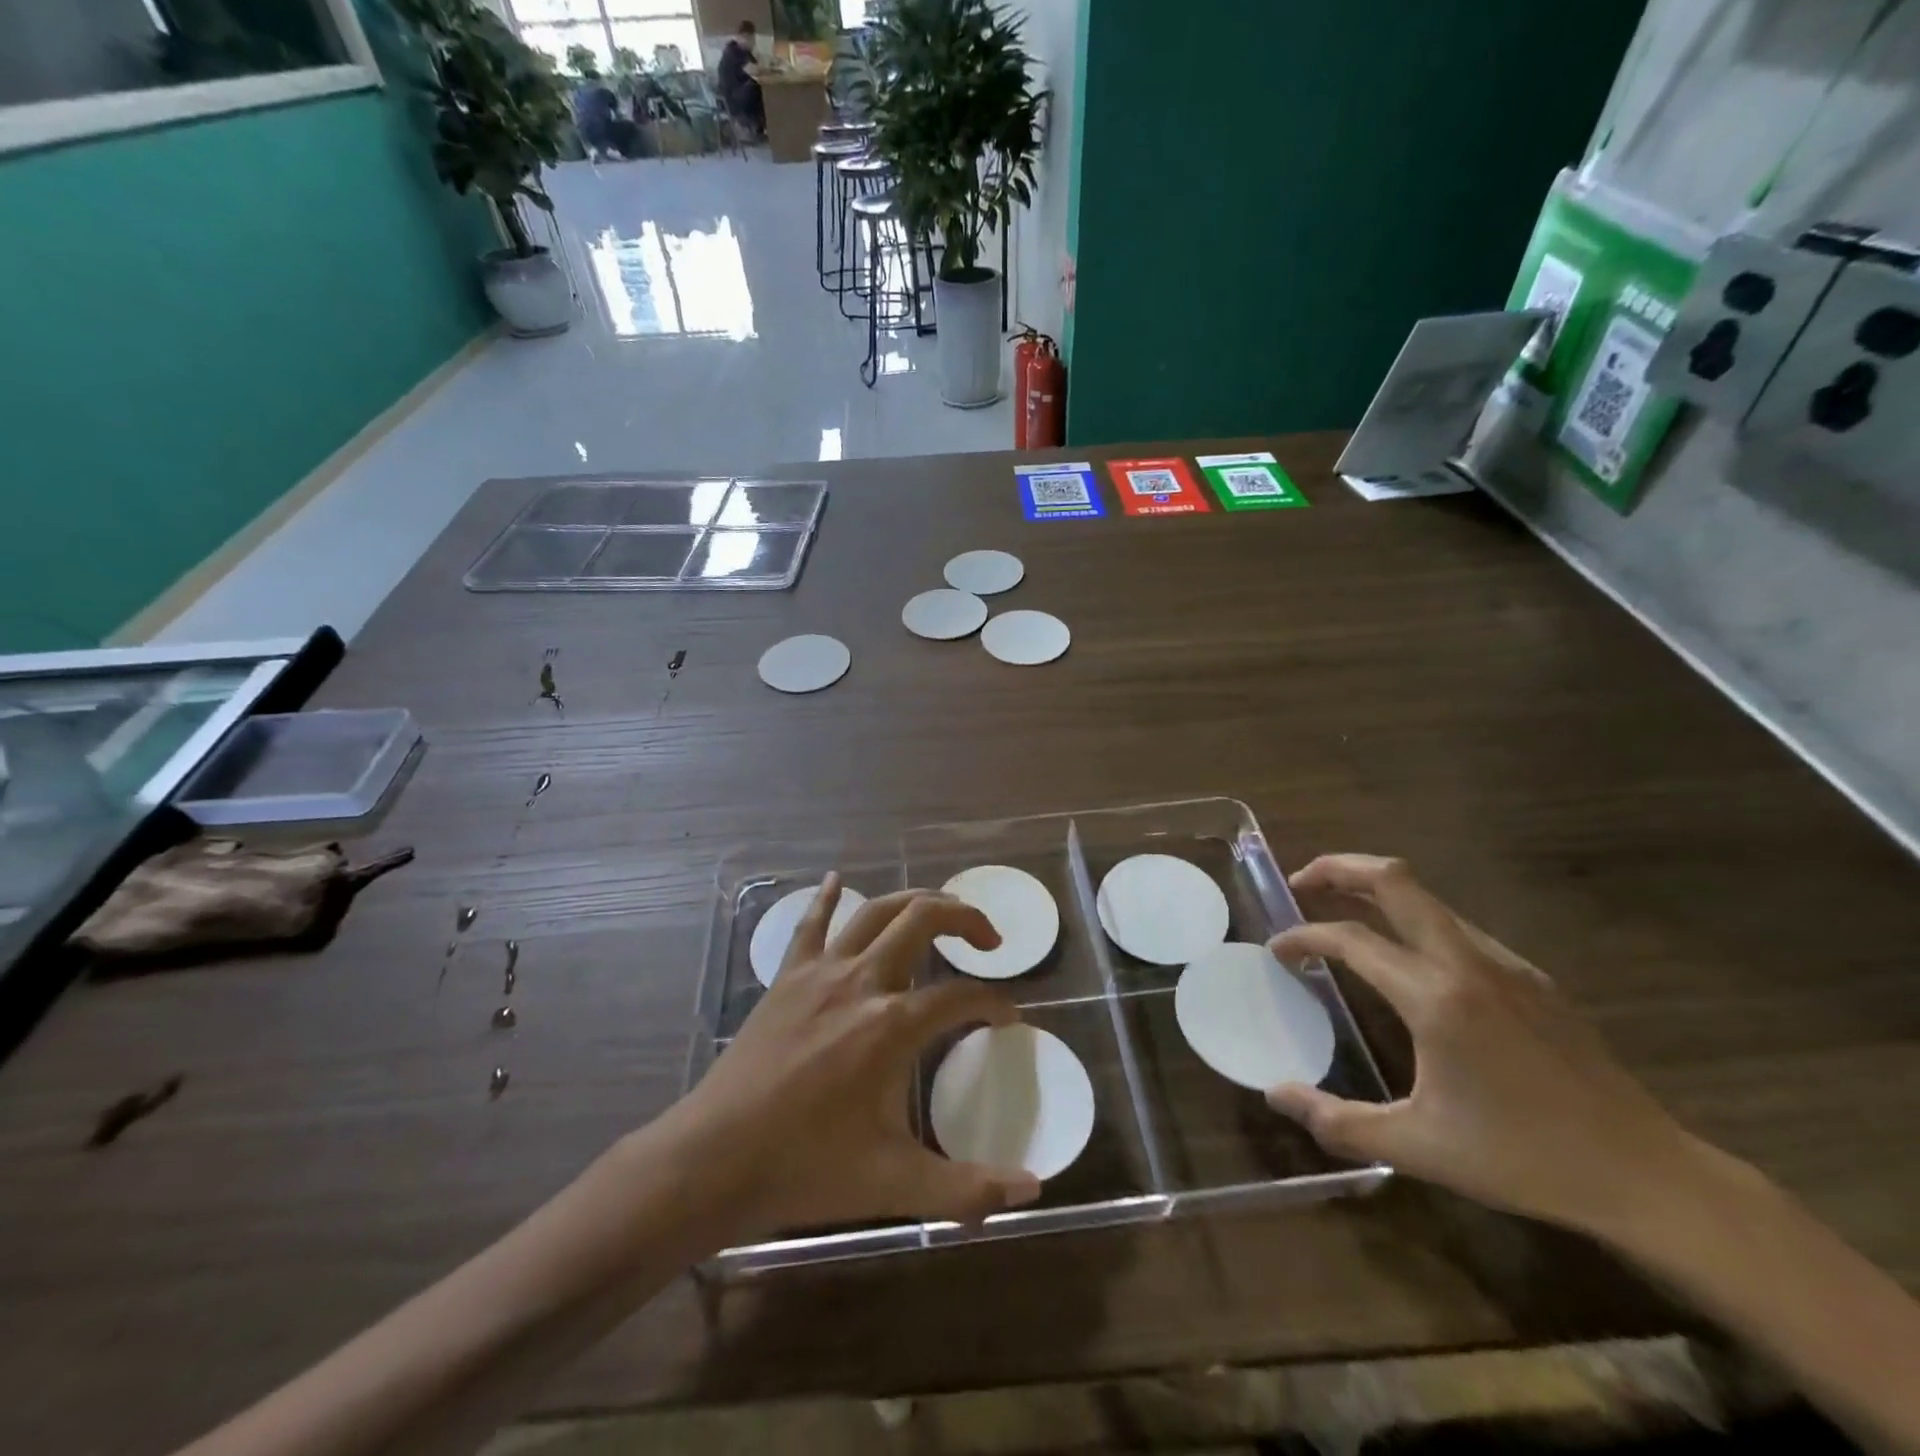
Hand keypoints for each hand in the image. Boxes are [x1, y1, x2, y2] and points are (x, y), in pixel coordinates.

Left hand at [671, 875, 1041, 1238]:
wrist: (714, 1159)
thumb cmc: (806, 1168)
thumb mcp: (893, 1184)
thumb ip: (967, 1188)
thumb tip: (1033, 1190)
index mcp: (892, 1025)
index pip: (962, 997)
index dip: (995, 1003)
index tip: (1008, 1017)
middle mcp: (862, 982)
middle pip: (923, 920)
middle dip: (965, 918)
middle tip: (987, 940)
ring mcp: (820, 972)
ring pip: (876, 911)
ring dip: (914, 902)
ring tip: (940, 910)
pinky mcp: (787, 977)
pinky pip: (811, 924)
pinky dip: (828, 898)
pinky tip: (837, 880)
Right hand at [1266, 854, 1699, 1236]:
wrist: (1646, 1175)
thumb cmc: (1523, 1159)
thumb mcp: (1418, 1150)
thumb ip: (1337, 1121)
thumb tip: (1275, 1095)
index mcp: (1436, 997)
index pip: (1350, 939)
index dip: (1304, 936)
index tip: (1278, 950)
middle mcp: (1470, 963)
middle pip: (1395, 880)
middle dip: (1340, 868)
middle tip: (1301, 882)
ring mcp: (1507, 965)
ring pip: (1429, 899)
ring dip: (1378, 891)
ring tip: (1344, 912)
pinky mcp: (1533, 978)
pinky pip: (1458, 927)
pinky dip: (1415, 921)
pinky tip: (1408, 960)